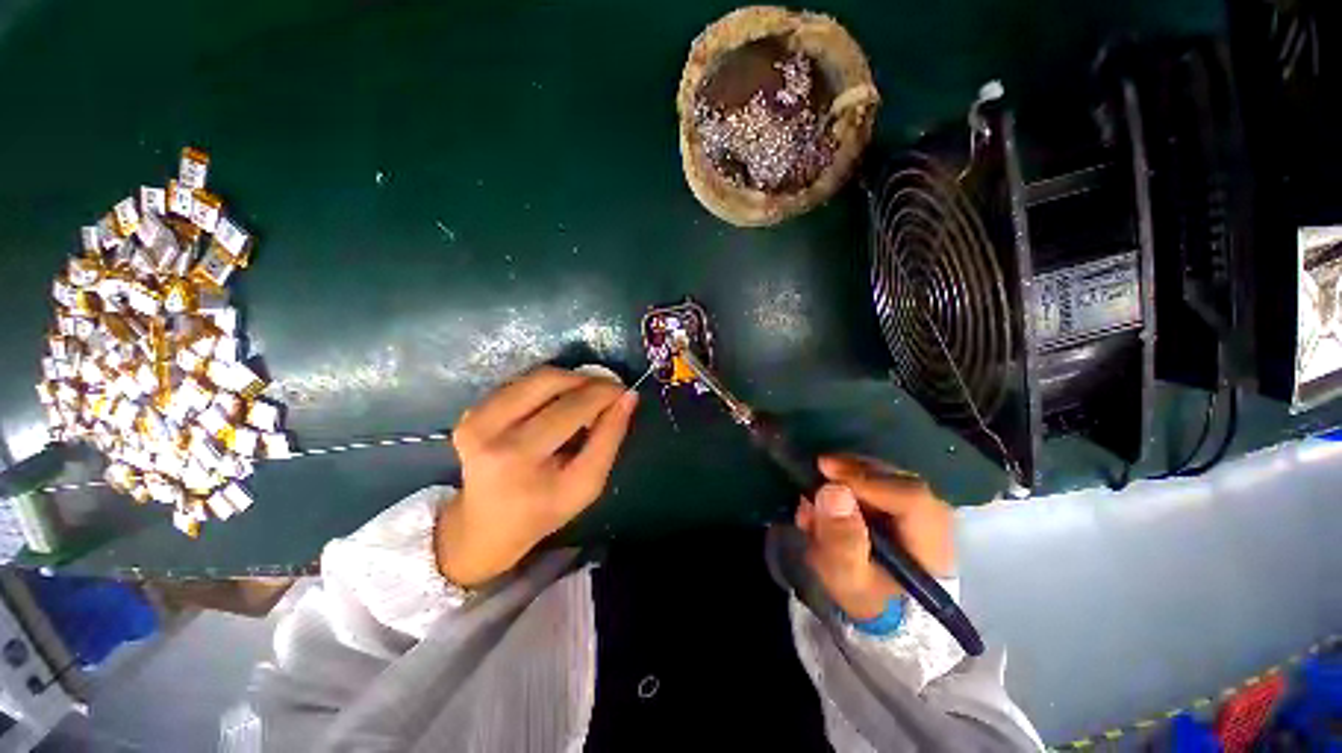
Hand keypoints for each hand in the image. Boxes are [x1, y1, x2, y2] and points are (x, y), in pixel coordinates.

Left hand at [436, 366, 637, 586]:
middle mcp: (488, 429)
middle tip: (607, 393)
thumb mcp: (587, 484)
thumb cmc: (544, 510)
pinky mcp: (471, 410)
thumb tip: (628, 397)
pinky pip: (522, 383)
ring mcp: (474, 417)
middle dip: (587, 381)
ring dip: (569, 381)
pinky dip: (550, 388)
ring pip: (536, 376)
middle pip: (550, 381)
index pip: (571, 407)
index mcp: (517, 456)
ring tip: (586, 399)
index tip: (624, 391)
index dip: (603, 393)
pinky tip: (560, 405)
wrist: (486, 526)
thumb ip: (610, 438)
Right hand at [795, 454, 954, 620]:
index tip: (827, 472)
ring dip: (850, 474)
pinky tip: (829, 492)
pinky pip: (881, 478)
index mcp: (932, 546)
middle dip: (856, 471)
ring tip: (819, 484)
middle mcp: (935, 521)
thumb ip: (841, 539)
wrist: (876, 607)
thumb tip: (833, 491)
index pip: (911, 499)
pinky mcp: (904, 504)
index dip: (868, 481)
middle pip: (900, 480)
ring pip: (889, 475)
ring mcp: (922, 510)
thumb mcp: (846, 577)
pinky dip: (852, 479)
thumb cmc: (864, 597)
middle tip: (819, 468)